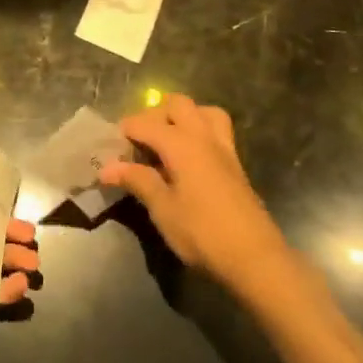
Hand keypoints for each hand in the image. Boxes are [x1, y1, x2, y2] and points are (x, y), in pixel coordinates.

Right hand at [101, 95, 288, 289]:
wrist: (255, 258)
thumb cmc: (202, 233)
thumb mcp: (163, 209)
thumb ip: (137, 180)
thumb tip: (107, 167)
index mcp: (181, 144)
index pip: (145, 123)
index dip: (125, 131)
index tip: (110, 148)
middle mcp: (203, 136)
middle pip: (177, 104)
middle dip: (154, 115)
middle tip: (139, 142)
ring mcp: (224, 148)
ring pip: (203, 111)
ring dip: (183, 117)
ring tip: (167, 141)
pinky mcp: (235, 163)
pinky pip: (216, 130)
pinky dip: (199, 131)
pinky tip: (188, 159)